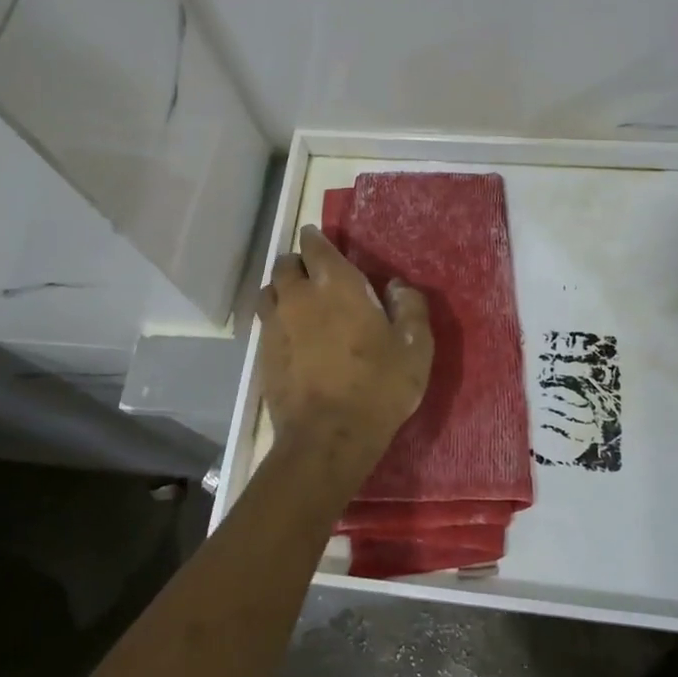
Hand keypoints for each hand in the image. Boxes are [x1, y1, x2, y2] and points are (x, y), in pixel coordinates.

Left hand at [256, 225, 432, 476]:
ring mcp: (276, 324)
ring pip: (270, 290)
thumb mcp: (414, 348)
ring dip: (282, 288)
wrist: (328, 438)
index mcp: (337, 284)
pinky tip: (289, 334)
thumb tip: (397, 285)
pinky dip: (275, 318)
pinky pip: (264, 322)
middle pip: (286, 264)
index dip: (316, 239)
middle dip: (298, 262)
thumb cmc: (378, 387)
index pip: (315, 245)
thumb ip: (410, 307)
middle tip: (313, 273)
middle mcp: (299, 295)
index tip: (318, 239)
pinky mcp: (263, 353)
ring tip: (297, 301)